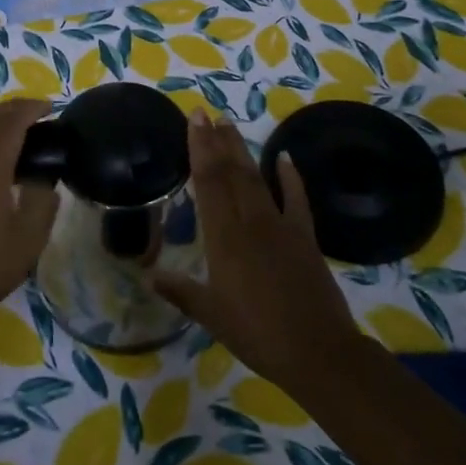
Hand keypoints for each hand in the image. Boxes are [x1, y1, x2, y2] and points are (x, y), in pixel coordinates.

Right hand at [152, 111, 364, 390]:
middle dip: (216, 140)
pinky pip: (296, 199)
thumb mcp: (211, 314)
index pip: (208, 182)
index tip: (194, 121)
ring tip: (229, 125)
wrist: (317, 351)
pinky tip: (284, 157)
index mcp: (224, 238)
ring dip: (242, 150)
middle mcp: (250, 222)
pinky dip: (290, 176)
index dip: (199, 148)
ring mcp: (281, 226)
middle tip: (205, 113)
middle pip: (231, 172)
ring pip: (257, 179)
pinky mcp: (305, 236)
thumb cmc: (256, 333)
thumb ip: (180, 290)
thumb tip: (149, 275)